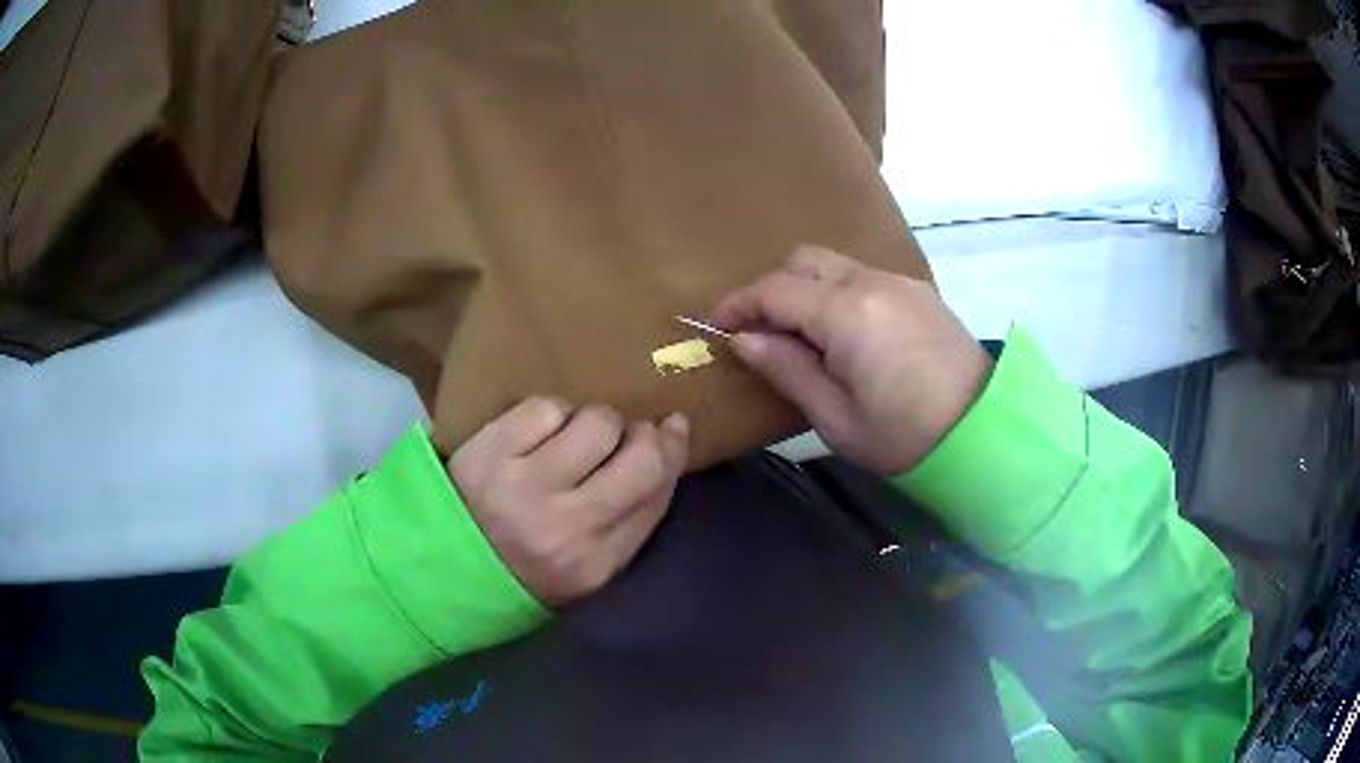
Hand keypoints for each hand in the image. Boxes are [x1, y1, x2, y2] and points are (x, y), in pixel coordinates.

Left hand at [449, 398, 689, 604]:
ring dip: (592, 424)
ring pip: (596, 421)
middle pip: (639, 455)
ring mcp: (524, 486)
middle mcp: (565, 526)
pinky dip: (550, 415)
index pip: (656, 493)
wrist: (442, 565)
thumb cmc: (527, 566)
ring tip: (570, 442)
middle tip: (625, 435)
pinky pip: (546, 407)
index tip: (674, 427)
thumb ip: (635, 517)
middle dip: (642, 434)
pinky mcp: (489, 452)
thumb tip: (670, 440)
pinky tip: (536, 436)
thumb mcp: (589, 567)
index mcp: (595, 564)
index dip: (673, 451)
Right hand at [713, 246, 992, 475]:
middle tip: (761, 331)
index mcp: (848, 313)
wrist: (984, 434)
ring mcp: (900, 282)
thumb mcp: (835, 417)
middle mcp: (873, 282)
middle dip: (772, 287)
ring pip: (835, 265)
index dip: (739, 303)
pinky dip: (839, 293)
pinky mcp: (919, 292)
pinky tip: (846, 334)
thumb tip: (745, 340)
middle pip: (804, 260)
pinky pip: (864, 277)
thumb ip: (787, 369)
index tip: (716, 325)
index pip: (776, 289)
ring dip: (807, 289)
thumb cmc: (905, 437)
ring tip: (802, 336)